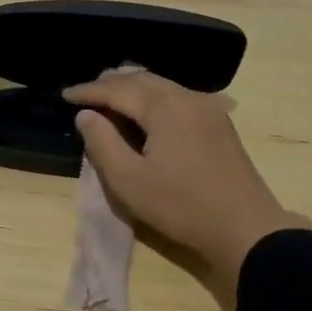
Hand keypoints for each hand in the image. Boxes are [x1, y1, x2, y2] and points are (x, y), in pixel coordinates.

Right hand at [64, 70, 311, 310]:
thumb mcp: (129, 181)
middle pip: (142, 79)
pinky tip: (145, 111)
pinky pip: (177, 96)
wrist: (247, 231)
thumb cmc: (182, 206)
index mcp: (164, 107)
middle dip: (110, 83)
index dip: (89, 91)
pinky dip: (153, 97)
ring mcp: (208, 109)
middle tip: (85, 92)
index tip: (65, 95)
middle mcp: (187, 98)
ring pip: (161, 86)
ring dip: (132, 88)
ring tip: (110, 98)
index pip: (118, 89)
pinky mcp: (219, 124)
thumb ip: (102, 143)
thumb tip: (86, 115)